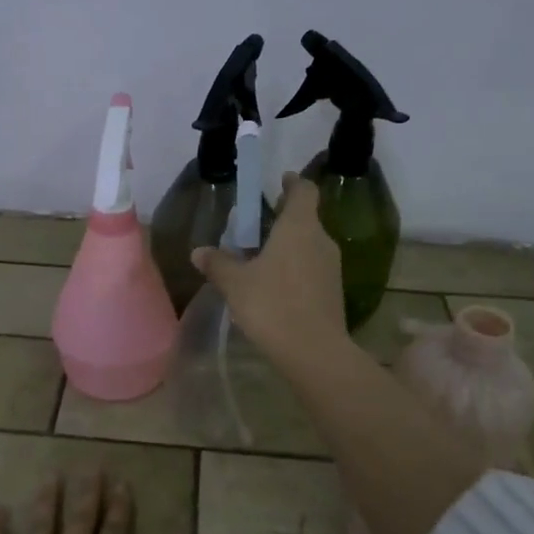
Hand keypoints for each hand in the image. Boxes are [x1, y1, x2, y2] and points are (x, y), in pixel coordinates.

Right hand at [192, 171, 348, 365]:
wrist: (314, 351)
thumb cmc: (272, 304)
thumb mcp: (235, 283)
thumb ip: (218, 263)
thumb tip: (199, 252)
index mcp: (299, 227)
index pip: (303, 191)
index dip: (292, 183)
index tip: (280, 181)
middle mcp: (321, 240)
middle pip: (306, 219)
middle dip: (284, 219)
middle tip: (258, 226)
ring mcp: (332, 267)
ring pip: (309, 246)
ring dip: (289, 247)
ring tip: (262, 259)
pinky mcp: (333, 292)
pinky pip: (312, 269)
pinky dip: (296, 269)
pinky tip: (275, 287)